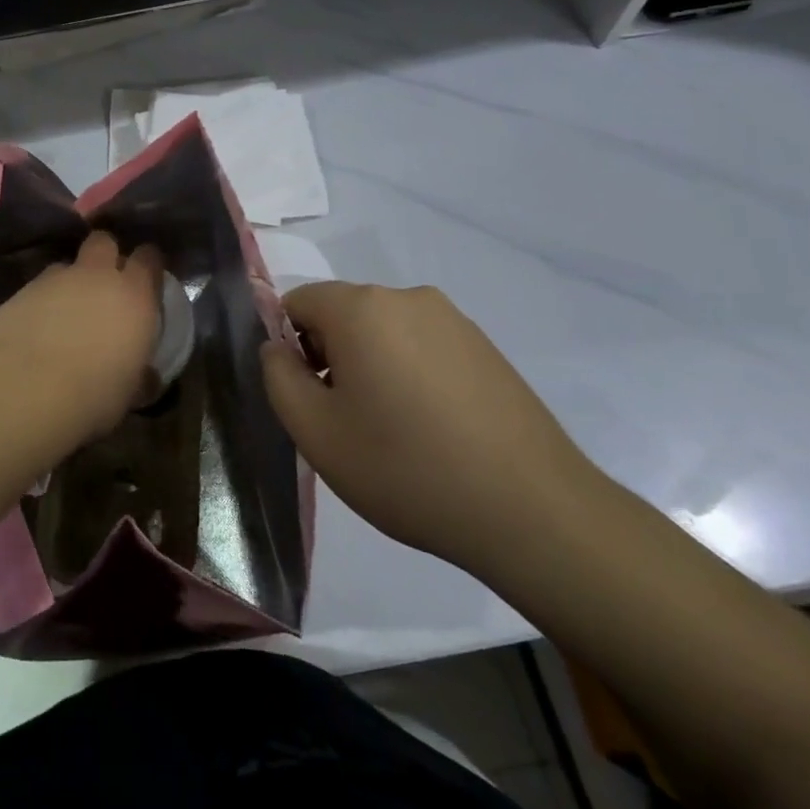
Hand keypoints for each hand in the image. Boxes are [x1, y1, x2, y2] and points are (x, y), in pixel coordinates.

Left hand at [0, 232, 164, 440]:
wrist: (21, 391)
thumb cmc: (91, 396)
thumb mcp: (128, 392)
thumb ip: (139, 374)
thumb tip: (145, 376)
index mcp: (134, 296)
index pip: (149, 258)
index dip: (148, 265)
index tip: (147, 281)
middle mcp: (95, 276)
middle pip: (104, 242)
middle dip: (105, 255)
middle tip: (104, 285)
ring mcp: (53, 280)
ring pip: (66, 266)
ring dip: (69, 283)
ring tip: (64, 314)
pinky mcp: (18, 291)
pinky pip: (36, 288)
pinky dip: (39, 303)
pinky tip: (34, 331)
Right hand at [260, 282, 603, 571]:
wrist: (532, 511)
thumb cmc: (406, 468)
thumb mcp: (315, 432)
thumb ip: (278, 377)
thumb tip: (277, 348)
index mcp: (361, 308)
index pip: (298, 303)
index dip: (290, 348)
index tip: (311, 398)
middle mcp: (407, 297)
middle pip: (343, 314)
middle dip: (331, 357)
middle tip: (348, 421)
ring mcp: (453, 320)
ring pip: (384, 331)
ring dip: (372, 367)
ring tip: (394, 431)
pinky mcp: (485, 347)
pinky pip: (423, 346)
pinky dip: (411, 374)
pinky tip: (433, 429)